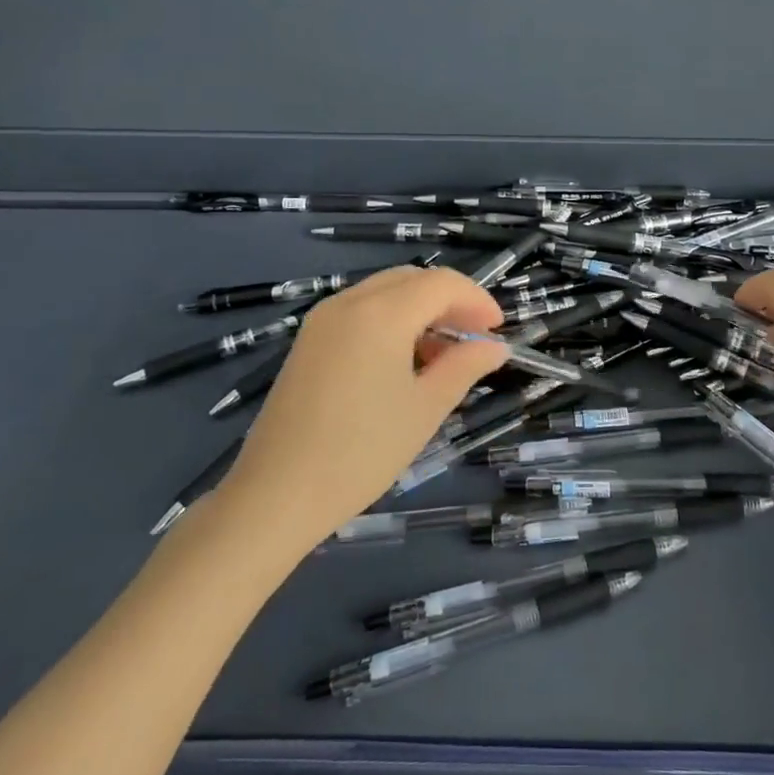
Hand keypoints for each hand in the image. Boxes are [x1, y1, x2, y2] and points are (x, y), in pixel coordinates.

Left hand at [216, 266, 505, 546]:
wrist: (276, 495)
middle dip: (450, 300)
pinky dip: (391, 320)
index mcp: (381, 313)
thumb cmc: (361, 452)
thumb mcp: (425, 409)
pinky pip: (360, 310)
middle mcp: (349, 302)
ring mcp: (322, 319)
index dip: (477, 300)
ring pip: (385, 292)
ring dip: (421, 309)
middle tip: (475, 337)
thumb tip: (496, 347)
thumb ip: (464, 367)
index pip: (442, 283)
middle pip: (413, 279)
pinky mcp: (308, 341)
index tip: (498, 331)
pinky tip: (403, 360)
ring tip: (443, 353)